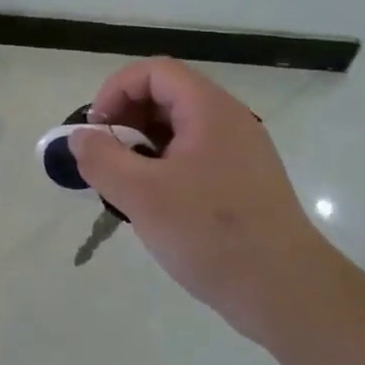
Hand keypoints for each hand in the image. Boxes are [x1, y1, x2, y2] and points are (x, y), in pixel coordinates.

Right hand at [70, 58, 333, 339]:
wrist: (286, 292)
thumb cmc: (211, 234)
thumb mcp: (141, 195)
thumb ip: (101, 159)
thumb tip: (78, 137)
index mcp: (209, 110)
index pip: (154, 72)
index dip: (116, 91)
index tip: (96, 130)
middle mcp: (228, 121)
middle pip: (166, 96)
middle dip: (126, 119)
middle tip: (104, 158)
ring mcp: (239, 152)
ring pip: (178, 129)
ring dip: (142, 146)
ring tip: (123, 184)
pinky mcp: (242, 182)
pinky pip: (193, 156)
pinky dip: (163, 167)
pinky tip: (152, 205)